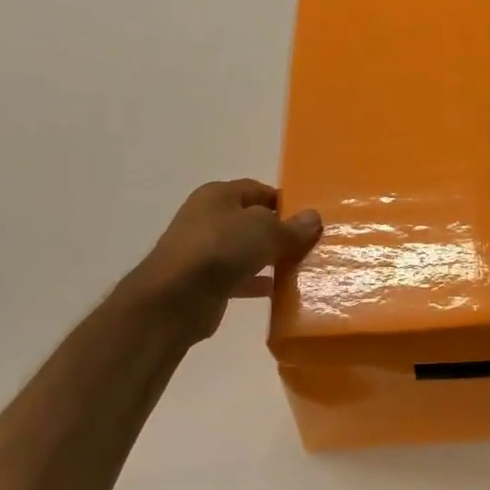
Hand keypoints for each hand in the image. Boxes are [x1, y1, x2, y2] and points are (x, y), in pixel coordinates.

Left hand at [128, 179, 321, 340]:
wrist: (175, 299)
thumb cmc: (221, 249)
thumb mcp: (265, 230)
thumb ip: (292, 227)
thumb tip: (314, 218)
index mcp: (217, 195)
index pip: (257, 190)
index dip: (284, 202)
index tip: (308, 219)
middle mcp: (207, 219)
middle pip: (251, 221)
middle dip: (279, 232)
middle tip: (309, 244)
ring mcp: (204, 252)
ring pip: (246, 250)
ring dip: (270, 259)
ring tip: (300, 267)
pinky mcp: (204, 282)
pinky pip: (239, 278)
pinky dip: (258, 282)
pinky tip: (280, 291)